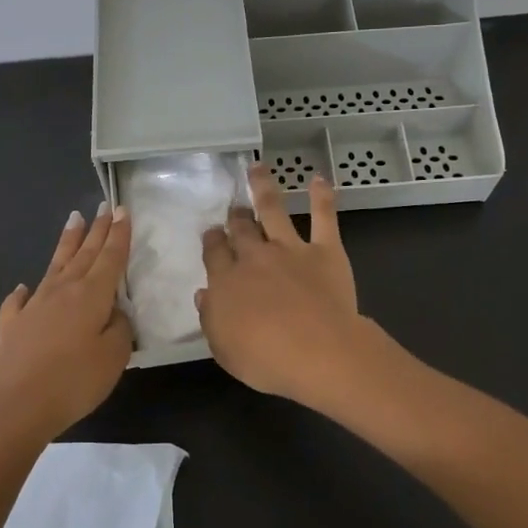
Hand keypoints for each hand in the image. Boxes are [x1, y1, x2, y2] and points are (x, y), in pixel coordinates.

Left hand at [0, 204, 134, 449]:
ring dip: (66, 243)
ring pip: (55, 266)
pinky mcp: (12, 325)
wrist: (15, 406)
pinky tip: (24, 288)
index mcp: (91, 295)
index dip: (118, 234)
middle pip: (84, 254)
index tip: (122, 210)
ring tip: (73, 220)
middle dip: (96, 230)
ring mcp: (33, 306)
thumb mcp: (114, 357)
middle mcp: (62, 291)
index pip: (110, 257)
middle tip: (103, 207)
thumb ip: (120, 328)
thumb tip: (113, 312)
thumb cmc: (74, 381)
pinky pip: (19, 301)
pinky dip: (24, 292)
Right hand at [196, 164, 369, 404]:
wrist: (318, 352)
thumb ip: (211, 318)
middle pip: (240, 229)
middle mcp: (254, 257)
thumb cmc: (266, 360)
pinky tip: (319, 179)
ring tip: (258, 168)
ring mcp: (289, 249)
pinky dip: (322, 197)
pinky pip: (323, 217)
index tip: (212, 234)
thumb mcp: (224, 349)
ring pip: (272, 209)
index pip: (214, 253)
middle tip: (234, 210)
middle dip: (235, 217)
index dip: (212, 241)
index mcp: (226, 281)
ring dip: (263, 186)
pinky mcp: (324, 250)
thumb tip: (204, 294)